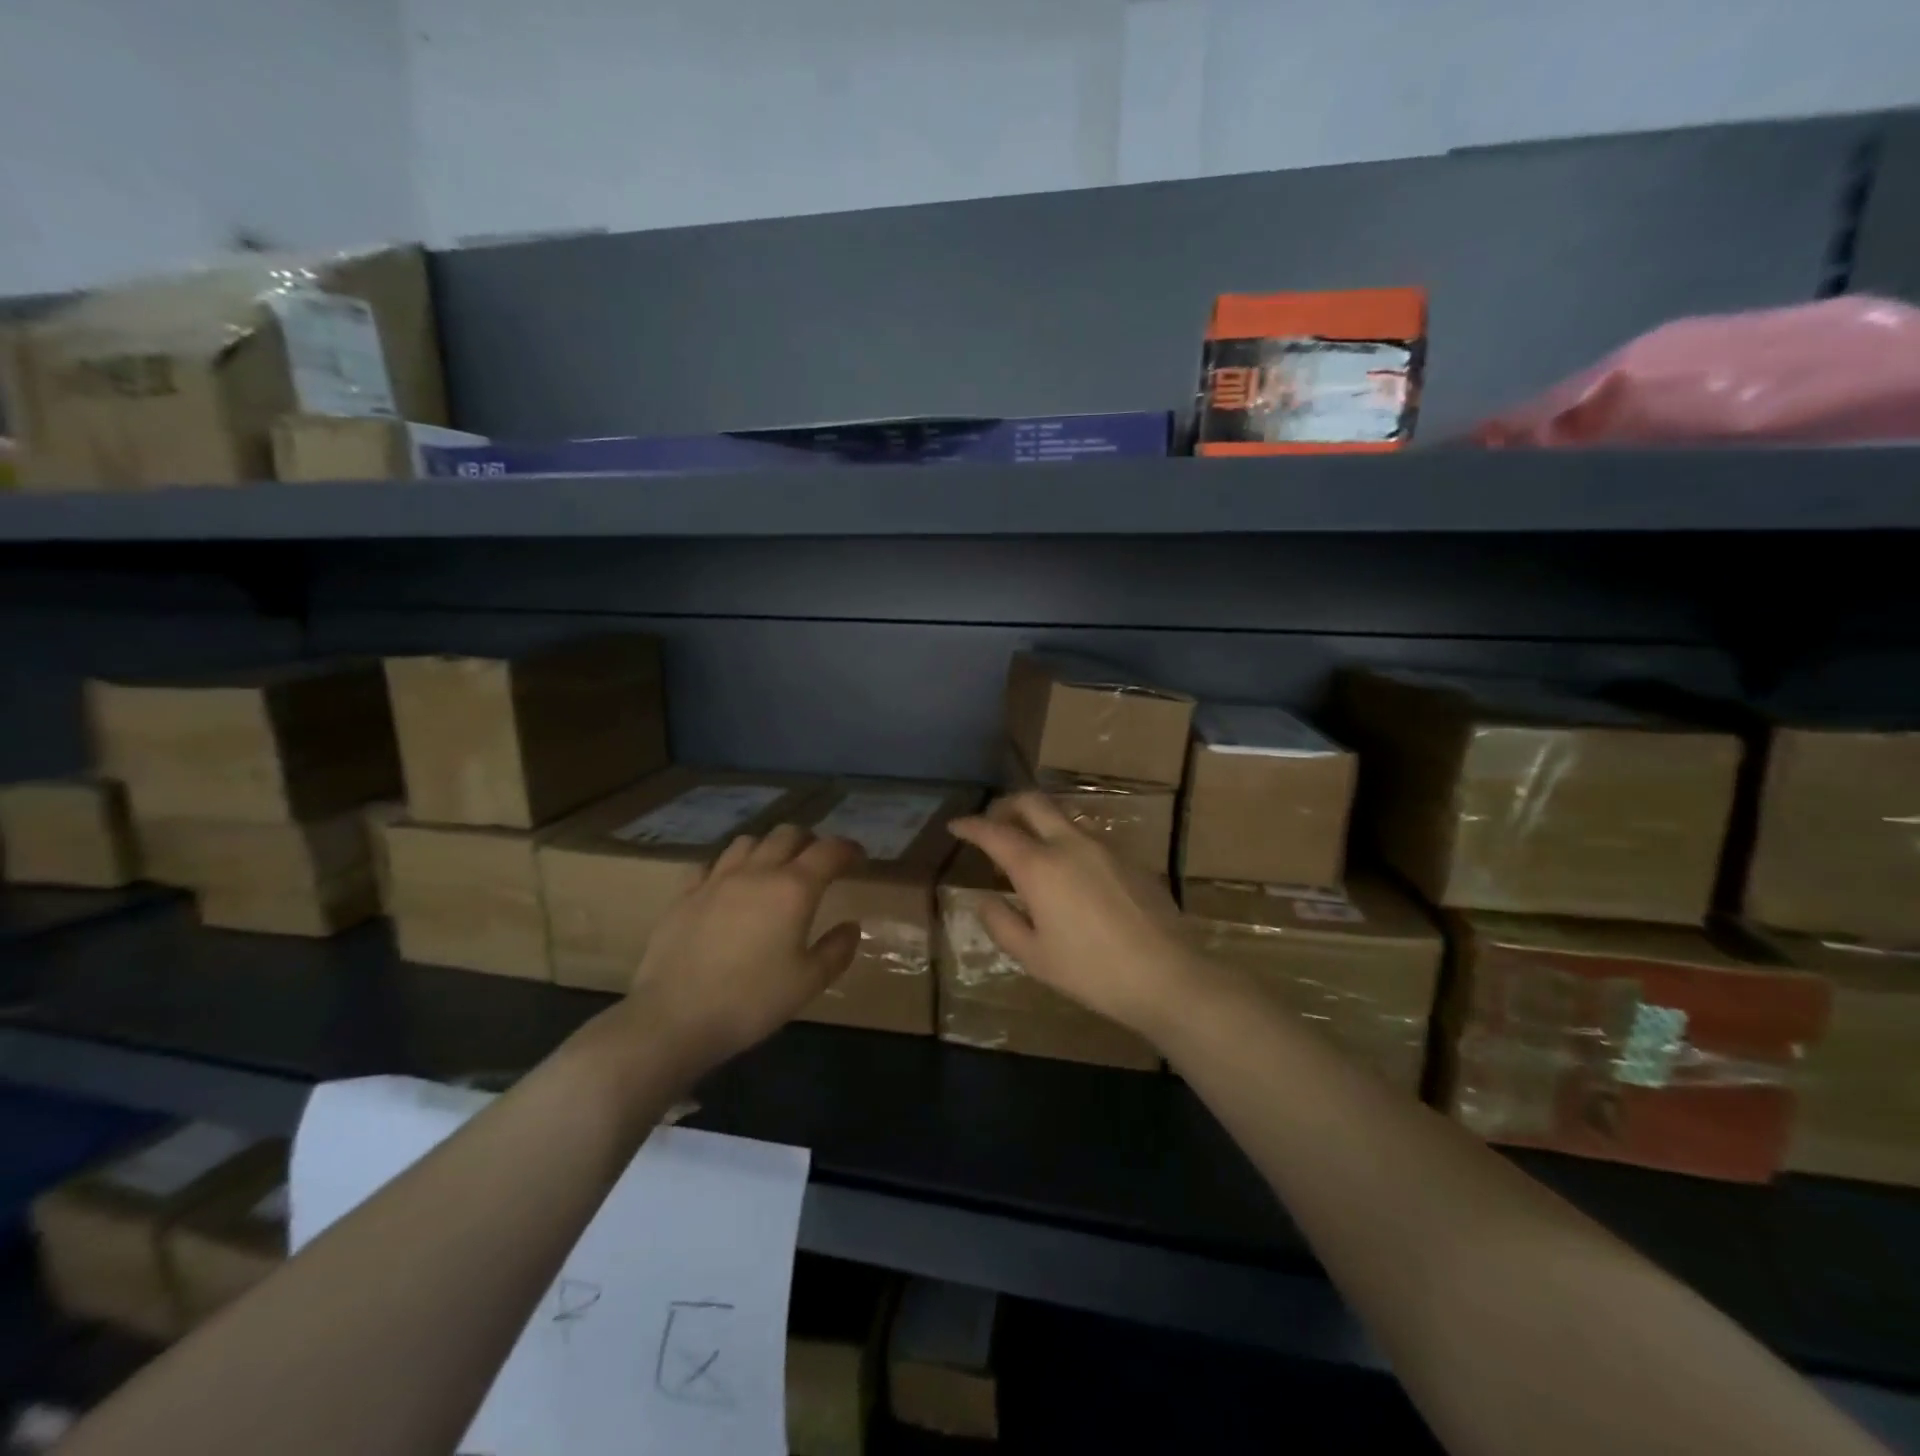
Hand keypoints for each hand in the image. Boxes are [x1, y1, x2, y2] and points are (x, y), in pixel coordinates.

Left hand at [614, 825, 864, 1080]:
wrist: (674, 1018)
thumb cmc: (751, 1001)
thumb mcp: (808, 983)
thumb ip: (836, 950)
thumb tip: (851, 926)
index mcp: (794, 888)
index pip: (829, 850)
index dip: (848, 849)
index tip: (858, 860)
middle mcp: (757, 872)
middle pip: (788, 834)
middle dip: (810, 842)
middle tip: (818, 864)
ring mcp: (716, 879)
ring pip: (748, 842)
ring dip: (768, 848)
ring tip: (773, 870)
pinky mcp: (684, 894)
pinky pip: (710, 864)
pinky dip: (728, 868)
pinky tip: (728, 888)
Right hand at [948, 793, 1212, 1044]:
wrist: (1166, 975)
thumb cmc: (1090, 971)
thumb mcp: (1033, 956)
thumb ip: (1001, 923)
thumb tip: (985, 899)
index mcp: (1039, 866)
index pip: (995, 832)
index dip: (971, 826)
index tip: (956, 826)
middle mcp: (1070, 844)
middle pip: (1033, 803)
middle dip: (1006, 805)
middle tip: (992, 823)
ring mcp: (1104, 847)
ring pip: (1062, 817)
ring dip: (1038, 822)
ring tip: (1029, 853)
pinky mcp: (1129, 859)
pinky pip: (1087, 838)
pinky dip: (1065, 842)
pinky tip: (1069, 875)